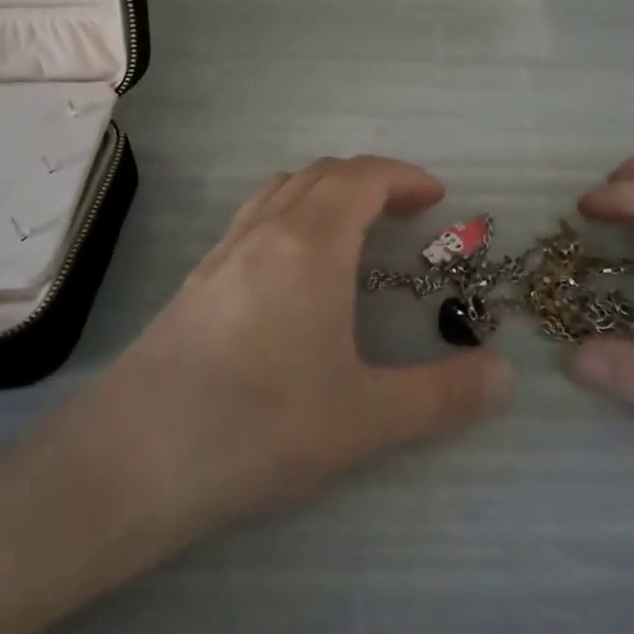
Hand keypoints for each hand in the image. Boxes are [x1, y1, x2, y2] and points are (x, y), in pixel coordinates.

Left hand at [37, 156, 514, 554]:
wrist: (127, 461)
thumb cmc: (255, 428)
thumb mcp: (362, 419)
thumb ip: (440, 396)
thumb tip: (505, 376)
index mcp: (311, 243)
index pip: (364, 177)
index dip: (405, 176)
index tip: (436, 198)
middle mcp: (267, 230)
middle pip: (325, 173)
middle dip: (373, 180)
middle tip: (407, 214)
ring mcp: (225, 249)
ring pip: (284, 188)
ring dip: (328, 191)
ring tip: (355, 229)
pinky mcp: (198, 277)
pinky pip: (256, 215)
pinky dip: (292, 212)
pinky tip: (295, 268)